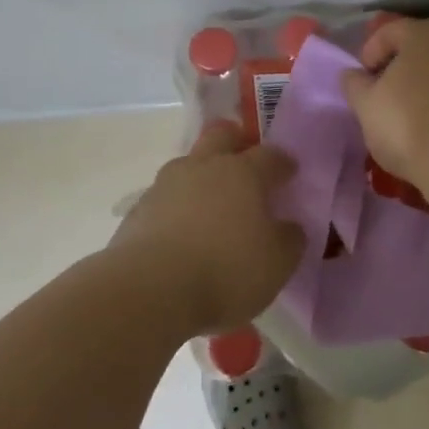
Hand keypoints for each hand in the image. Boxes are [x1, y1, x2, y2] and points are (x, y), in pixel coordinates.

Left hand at [109, 122, 303, 335]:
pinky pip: (165, 198)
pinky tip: (181, 233)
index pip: (270, 155)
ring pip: (188, 165)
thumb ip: (289, 239)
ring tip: (211, 205)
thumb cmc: (226, 271)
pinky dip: (177, 207)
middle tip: (246, 163)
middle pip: (221, 137)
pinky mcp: (138, 210)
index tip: (290, 172)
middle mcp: (203, 167)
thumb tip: (289, 227)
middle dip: (236, 143)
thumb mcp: (277, 263)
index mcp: (243, 172)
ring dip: (202, 176)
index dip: (283, 162)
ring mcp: (166, 185)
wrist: (150, 291)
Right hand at [340, 15, 428, 185]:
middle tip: (387, 92)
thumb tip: (353, 74)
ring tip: (414, 110)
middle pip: (422, 46)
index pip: (388, 32)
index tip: (362, 83)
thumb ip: (355, 83)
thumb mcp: (366, 104)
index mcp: (426, 30)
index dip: (369, 55)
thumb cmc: (408, 124)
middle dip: (403, 65)